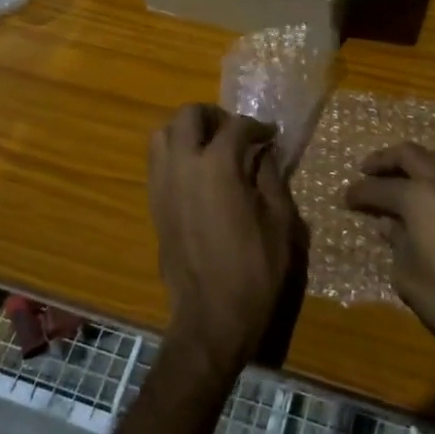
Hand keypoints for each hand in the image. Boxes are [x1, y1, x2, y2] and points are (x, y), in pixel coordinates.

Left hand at [148, 104, 300, 383]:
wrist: (212, 317)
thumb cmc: (255, 270)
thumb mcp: (280, 221)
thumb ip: (271, 177)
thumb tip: (264, 152)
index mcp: (217, 165)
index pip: (236, 126)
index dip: (257, 126)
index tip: (270, 136)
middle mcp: (183, 165)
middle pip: (188, 116)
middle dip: (214, 116)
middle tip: (236, 132)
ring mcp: (162, 184)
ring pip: (163, 134)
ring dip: (187, 131)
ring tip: (211, 147)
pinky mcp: (154, 204)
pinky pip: (158, 162)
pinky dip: (175, 153)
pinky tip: (198, 174)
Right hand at [347, 143, 434, 368]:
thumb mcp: (409, 279)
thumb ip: (396, 245)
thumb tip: (389, 225)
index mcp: (417, 198)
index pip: (378, 187)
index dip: (358, 192)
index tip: (346, 197)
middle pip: (409, 153)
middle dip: (384, 159)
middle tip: (369, 169)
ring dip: (420, 160)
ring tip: (409, 173)